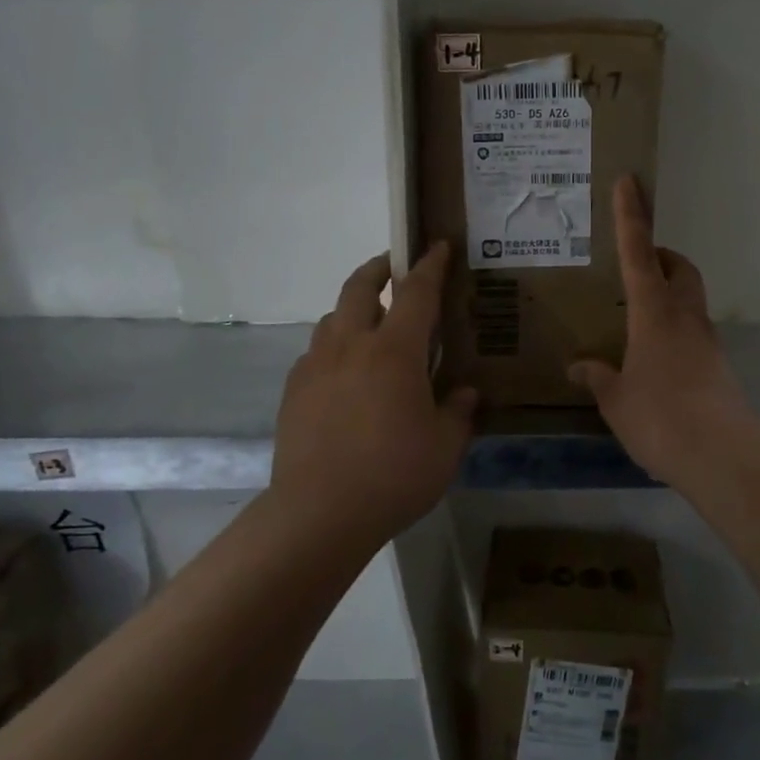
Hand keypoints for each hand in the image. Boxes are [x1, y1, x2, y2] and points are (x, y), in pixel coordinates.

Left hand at [271, 244, 476, 540]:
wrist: (319, 513)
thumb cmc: (393, 475)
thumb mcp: (445, 447)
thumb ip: (458, 412)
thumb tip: (466, 393)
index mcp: (394, 351)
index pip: (416, 292)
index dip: (430, 265)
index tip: (437, 246)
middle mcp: (351, 345)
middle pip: (359, 288)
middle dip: (378, 268)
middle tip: (394, 266)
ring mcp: (316, 366)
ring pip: (332, 318)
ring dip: (352, 309)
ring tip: (369, 325)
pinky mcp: (293, 391)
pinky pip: (315, 353)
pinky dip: (333, 348)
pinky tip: (343, 374)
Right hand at [568, 177, 759, 490]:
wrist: (723, 458)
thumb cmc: (661, 419)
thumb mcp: (616, 400)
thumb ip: (597, 377)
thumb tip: (577, 367)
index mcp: (654, 314)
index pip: (639, 253)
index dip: (631, 216)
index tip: (630, 182)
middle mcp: (685, 318)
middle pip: (680, 268)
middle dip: (661, 256)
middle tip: (634, 266)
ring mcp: (707, 342)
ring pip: (690, 299)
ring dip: (668, 293)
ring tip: (635, 318)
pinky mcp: (718, 367)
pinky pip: (693, 332)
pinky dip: (674, 329)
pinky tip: (653, 360)